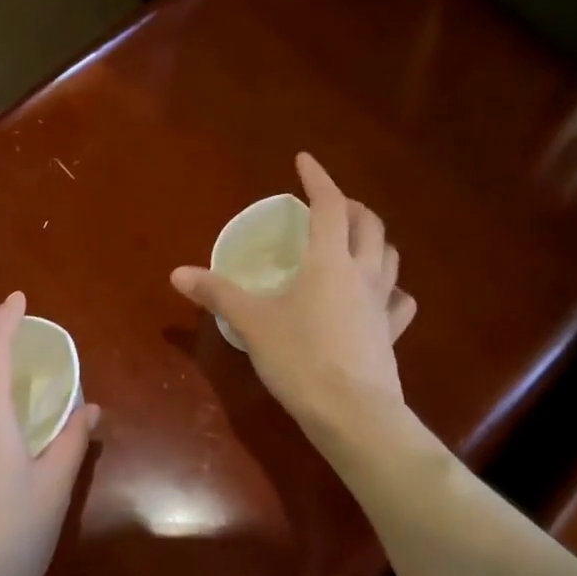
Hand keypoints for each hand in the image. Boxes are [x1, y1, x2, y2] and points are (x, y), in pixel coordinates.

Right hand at [172, 153, 415, 436]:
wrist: (353, 414)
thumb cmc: (300, 359)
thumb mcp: (253, 324)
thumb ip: (217, 294)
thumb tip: (177, 273)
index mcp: (330, 261)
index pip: (330, 205)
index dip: (318, 179)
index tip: (304, 161)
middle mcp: (363, 273)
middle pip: (370, 224)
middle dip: (351, 205)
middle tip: (330, 205)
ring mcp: (383, 304)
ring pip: (390, 256)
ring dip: (374, 239)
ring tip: (355, 241)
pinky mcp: (391, 333)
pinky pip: (399, 301)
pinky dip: (391, 288)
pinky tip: (381, 296)